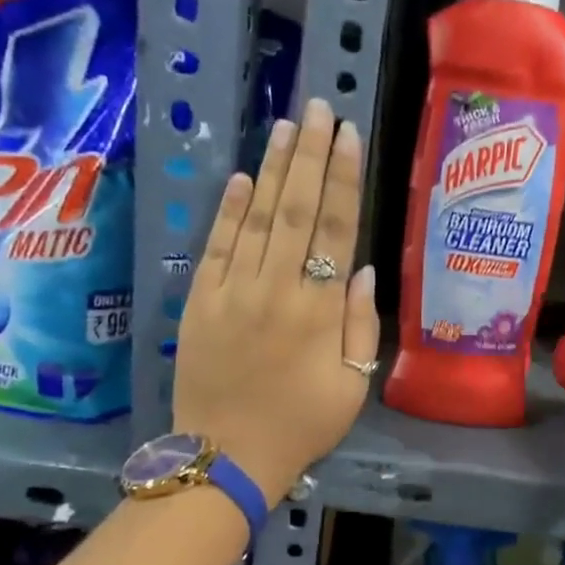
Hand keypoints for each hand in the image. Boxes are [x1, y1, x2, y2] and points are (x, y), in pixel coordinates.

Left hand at [173, 99, 380, 502]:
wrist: (227, 456)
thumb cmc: (302, 425)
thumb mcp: (353, 385)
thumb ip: (362, 325)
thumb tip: (364, 269)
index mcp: (319, 310)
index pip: (337, 229)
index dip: (344, 178)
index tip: (349, 135)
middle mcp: (276, 288)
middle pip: (297, 208)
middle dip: (310, 154)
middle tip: (319, 108)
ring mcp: (233, 290)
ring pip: (257, 217)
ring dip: (273, 169)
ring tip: (287, 126)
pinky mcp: (200, 300)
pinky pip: (218, 245)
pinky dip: (229, 209)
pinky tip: (242, 177)